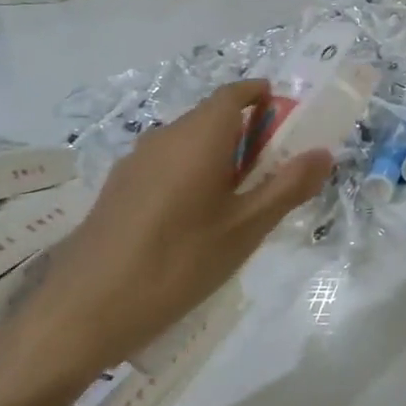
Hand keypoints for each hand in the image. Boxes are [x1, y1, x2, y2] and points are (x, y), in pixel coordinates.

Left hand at [10, 80, 332, 393]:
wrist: (82, 312)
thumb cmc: (177, 264)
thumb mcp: (245, 229)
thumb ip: (288, 187)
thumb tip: (323, 152)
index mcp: (199, 136)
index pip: (235, 93)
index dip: (263, 97)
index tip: (287, 120)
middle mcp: (165, 136)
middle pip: (213, 118)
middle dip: (247, 134)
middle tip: (273, 174)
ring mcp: (135, 162)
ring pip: (188, 143)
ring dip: (219, 157)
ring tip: (237, 204)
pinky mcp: (117, 189)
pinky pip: (166, 165)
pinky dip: (191, 175)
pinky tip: (194, 224)